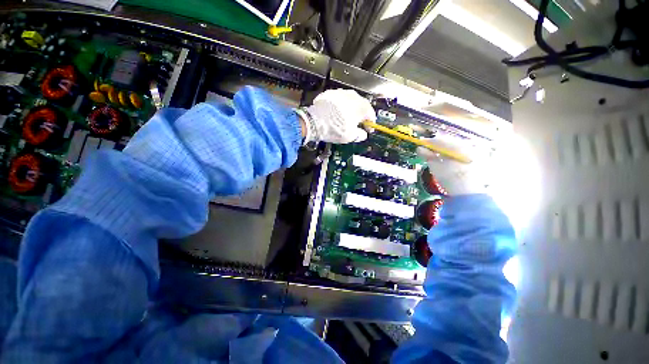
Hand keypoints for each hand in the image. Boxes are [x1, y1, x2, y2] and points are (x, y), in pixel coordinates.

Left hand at [297, 89, 374, 143]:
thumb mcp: (351, 137)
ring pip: (349, 101)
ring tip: (345, 118)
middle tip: (358, 124)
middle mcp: (353, 96)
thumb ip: (360, 135)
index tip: (369, 130)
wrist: (315, 121)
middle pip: (361, 106)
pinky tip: (335, 114)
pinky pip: (338, 100)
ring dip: (350, 109)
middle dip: (361, 115)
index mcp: (361, 106)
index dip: (371, 123)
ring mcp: (341, 92)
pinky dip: (339, 107)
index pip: (371, 114)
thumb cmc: (337, 129)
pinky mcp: (329, 93)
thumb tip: (363, 134)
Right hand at [416, 135, 491, 195]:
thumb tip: (419, 148)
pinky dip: (454, 153)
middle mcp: (469, 145)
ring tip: (437, 154)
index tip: (421, 144)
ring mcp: (476, 151)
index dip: (429, 142)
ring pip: (457, 146)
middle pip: (450, 141)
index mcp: (458, 146)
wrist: (468, 193)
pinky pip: (463, 151)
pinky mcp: (479, 158)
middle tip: (428, 149)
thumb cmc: (450, 179)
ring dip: (446, 148)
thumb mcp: (435, 167)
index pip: (441, 140)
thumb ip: (427, 155)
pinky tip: (448, 158)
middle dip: (438, 144)